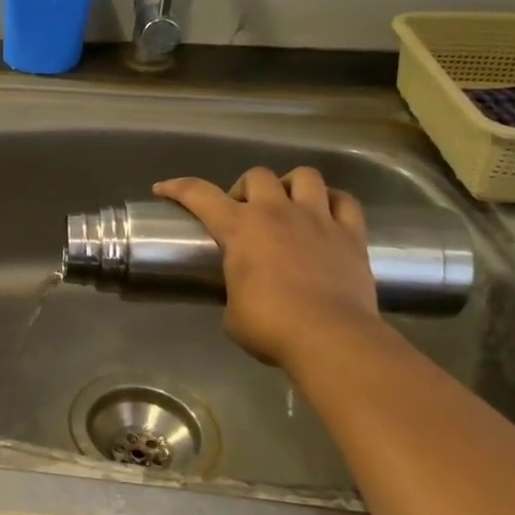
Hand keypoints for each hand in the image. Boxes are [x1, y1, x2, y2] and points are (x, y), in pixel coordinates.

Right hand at [153, 168, 379, 369]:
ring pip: (305, 176)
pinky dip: (333, 202)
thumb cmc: (270, 326)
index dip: (177, 187)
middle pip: (257, 175)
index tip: (163, 189)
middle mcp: (277, 212)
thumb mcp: (233, 309)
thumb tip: (244, 292)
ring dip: (291, 186)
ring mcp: (318, 219)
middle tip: (244, 214)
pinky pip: (344, 201)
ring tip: (288, 207)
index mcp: (239, 228)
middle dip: (245, 189)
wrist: (330, 338)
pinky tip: (327, 215)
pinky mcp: (352, 234)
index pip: (199, 194)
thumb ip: (235, 288)